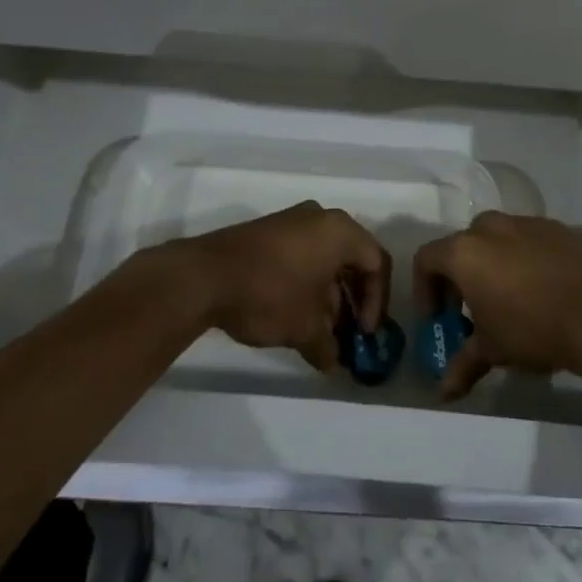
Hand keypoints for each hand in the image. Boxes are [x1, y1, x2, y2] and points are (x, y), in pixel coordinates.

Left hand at [170, 201, 390, 372]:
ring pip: (325, 259)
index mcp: (341, 231)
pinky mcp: (269, 233)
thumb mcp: (304, 327)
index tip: (362, 332)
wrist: (204, 276)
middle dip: (352, 300)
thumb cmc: (269, 294)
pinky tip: (295, 316)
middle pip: (352, 259)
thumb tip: (334, 363)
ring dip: (329, 296)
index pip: (377, 264)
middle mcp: (321, 218)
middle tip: (347, 333)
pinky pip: (302, 255)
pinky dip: (307, 284)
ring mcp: (292, 222)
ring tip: (320, 332)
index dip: (376, 302)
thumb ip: (327, 345)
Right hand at [411, 212, 581, 399]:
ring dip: (495, 266)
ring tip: (511, 301)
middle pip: (463, 246)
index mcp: (465, 251)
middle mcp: (491, 227)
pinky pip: (530, 241)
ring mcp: (527, 223)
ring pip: (499, 240)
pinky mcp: (559, 228)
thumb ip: (464, 364)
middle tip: (472, 311)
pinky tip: (544, 291)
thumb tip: (445, 392)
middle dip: (461, 277)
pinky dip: (526, 261)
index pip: (427, 259)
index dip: (425, 290)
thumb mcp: (493, 349)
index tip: (439, 318)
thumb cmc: (533, 328)